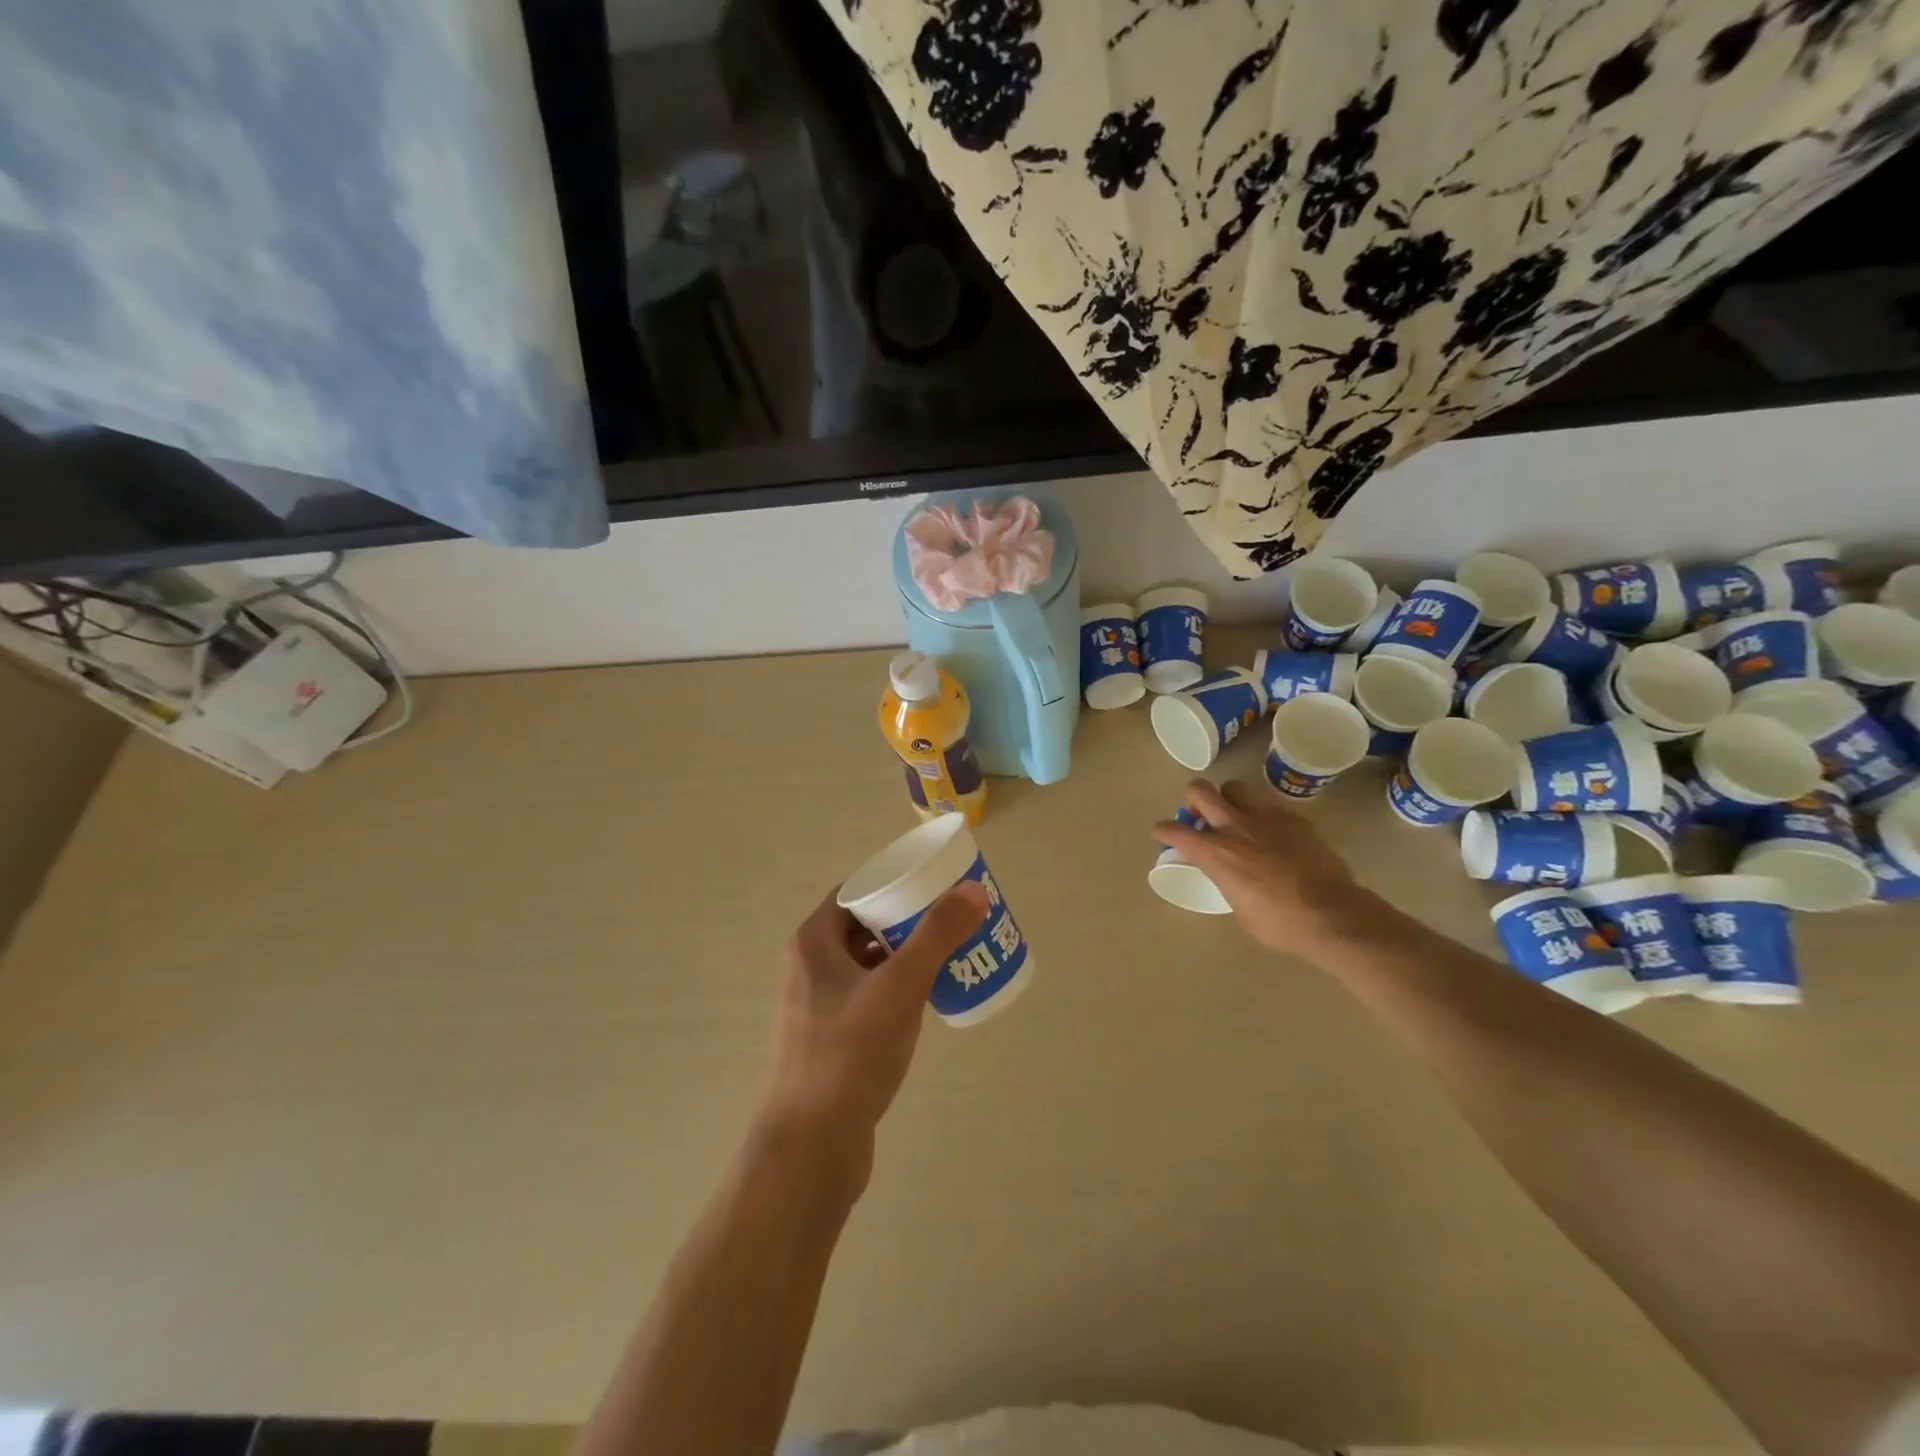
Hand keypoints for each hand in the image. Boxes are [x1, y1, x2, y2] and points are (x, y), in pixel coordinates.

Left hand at [759, 882, 990, 1190]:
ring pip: (870, 964)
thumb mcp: (899, 988)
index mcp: (814, 942)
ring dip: (906, 956)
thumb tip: (972, 891)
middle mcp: (810, 966)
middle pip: (865, 925)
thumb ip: (936, 936)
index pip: (856, 891)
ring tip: (950, 955)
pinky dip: (898, 990)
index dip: (895, 882)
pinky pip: (870, 997)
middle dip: (909, 920)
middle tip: (953, 918)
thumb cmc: (849, 1054)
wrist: (810, 1147)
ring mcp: (818, 1005)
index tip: (936, 884)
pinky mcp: (831, 1039)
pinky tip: (928, 1002)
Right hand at [1153, 779, 1378, 960]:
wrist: (1332, 915)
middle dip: (1194, 799)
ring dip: (1229, 799)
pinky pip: (1269, 806)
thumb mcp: (1239, 908)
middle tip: (1201, 816)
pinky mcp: (1294, 819)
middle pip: (1201, 791)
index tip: (1162, 832)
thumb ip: (1227, 882)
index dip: (1164, 830)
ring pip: (1235, 788)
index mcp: (1216, 853)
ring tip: (1235, 817)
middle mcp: (1235, 827)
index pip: (1176, 831)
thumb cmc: (1280, 924)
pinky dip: (1262, 815)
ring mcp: (1266, 818)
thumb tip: (1229, 875)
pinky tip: (1272, 833)